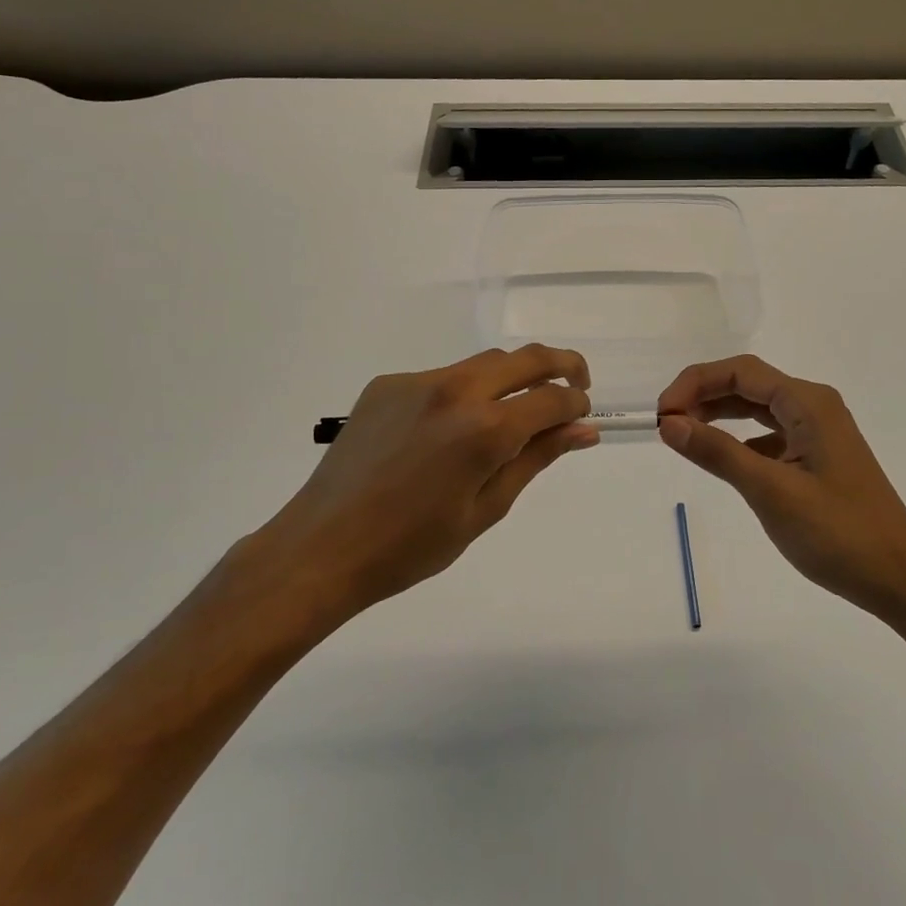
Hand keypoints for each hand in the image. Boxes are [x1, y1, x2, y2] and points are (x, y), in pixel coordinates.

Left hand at [253, 345, 597, 618]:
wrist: (322, 547)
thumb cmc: (412, 546)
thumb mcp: (486, 509)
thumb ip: (537, 459)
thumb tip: (583, 431)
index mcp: (485, 429)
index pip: (553, 398)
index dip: (576, 404)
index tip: (582, 416)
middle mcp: (456, 390)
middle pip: (525, 358)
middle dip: (561, 366)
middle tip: (574, 387)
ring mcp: (418, 382)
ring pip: (484, 363)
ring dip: (512, 378)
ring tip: (511, 413)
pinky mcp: (388, 383)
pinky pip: (442, 377)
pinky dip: (464, 392)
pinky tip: (448, 431)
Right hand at [657, 355, 905, 621]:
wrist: (901, 580)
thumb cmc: (839, 534)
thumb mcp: (771, 492)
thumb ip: (718, 453)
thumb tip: (669, 423)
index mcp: (808, 403)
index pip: (740, 372)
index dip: (695, 383)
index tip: (662, 415)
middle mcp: (814, 406)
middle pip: (748, 384)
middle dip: (704, 396)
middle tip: (666, 425)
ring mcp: (819, 432)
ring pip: (758, 409)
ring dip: (720, 415)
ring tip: (684, 435)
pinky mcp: (819, 457)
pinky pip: (771, 434)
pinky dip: (741, 439)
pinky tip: (724, 459)